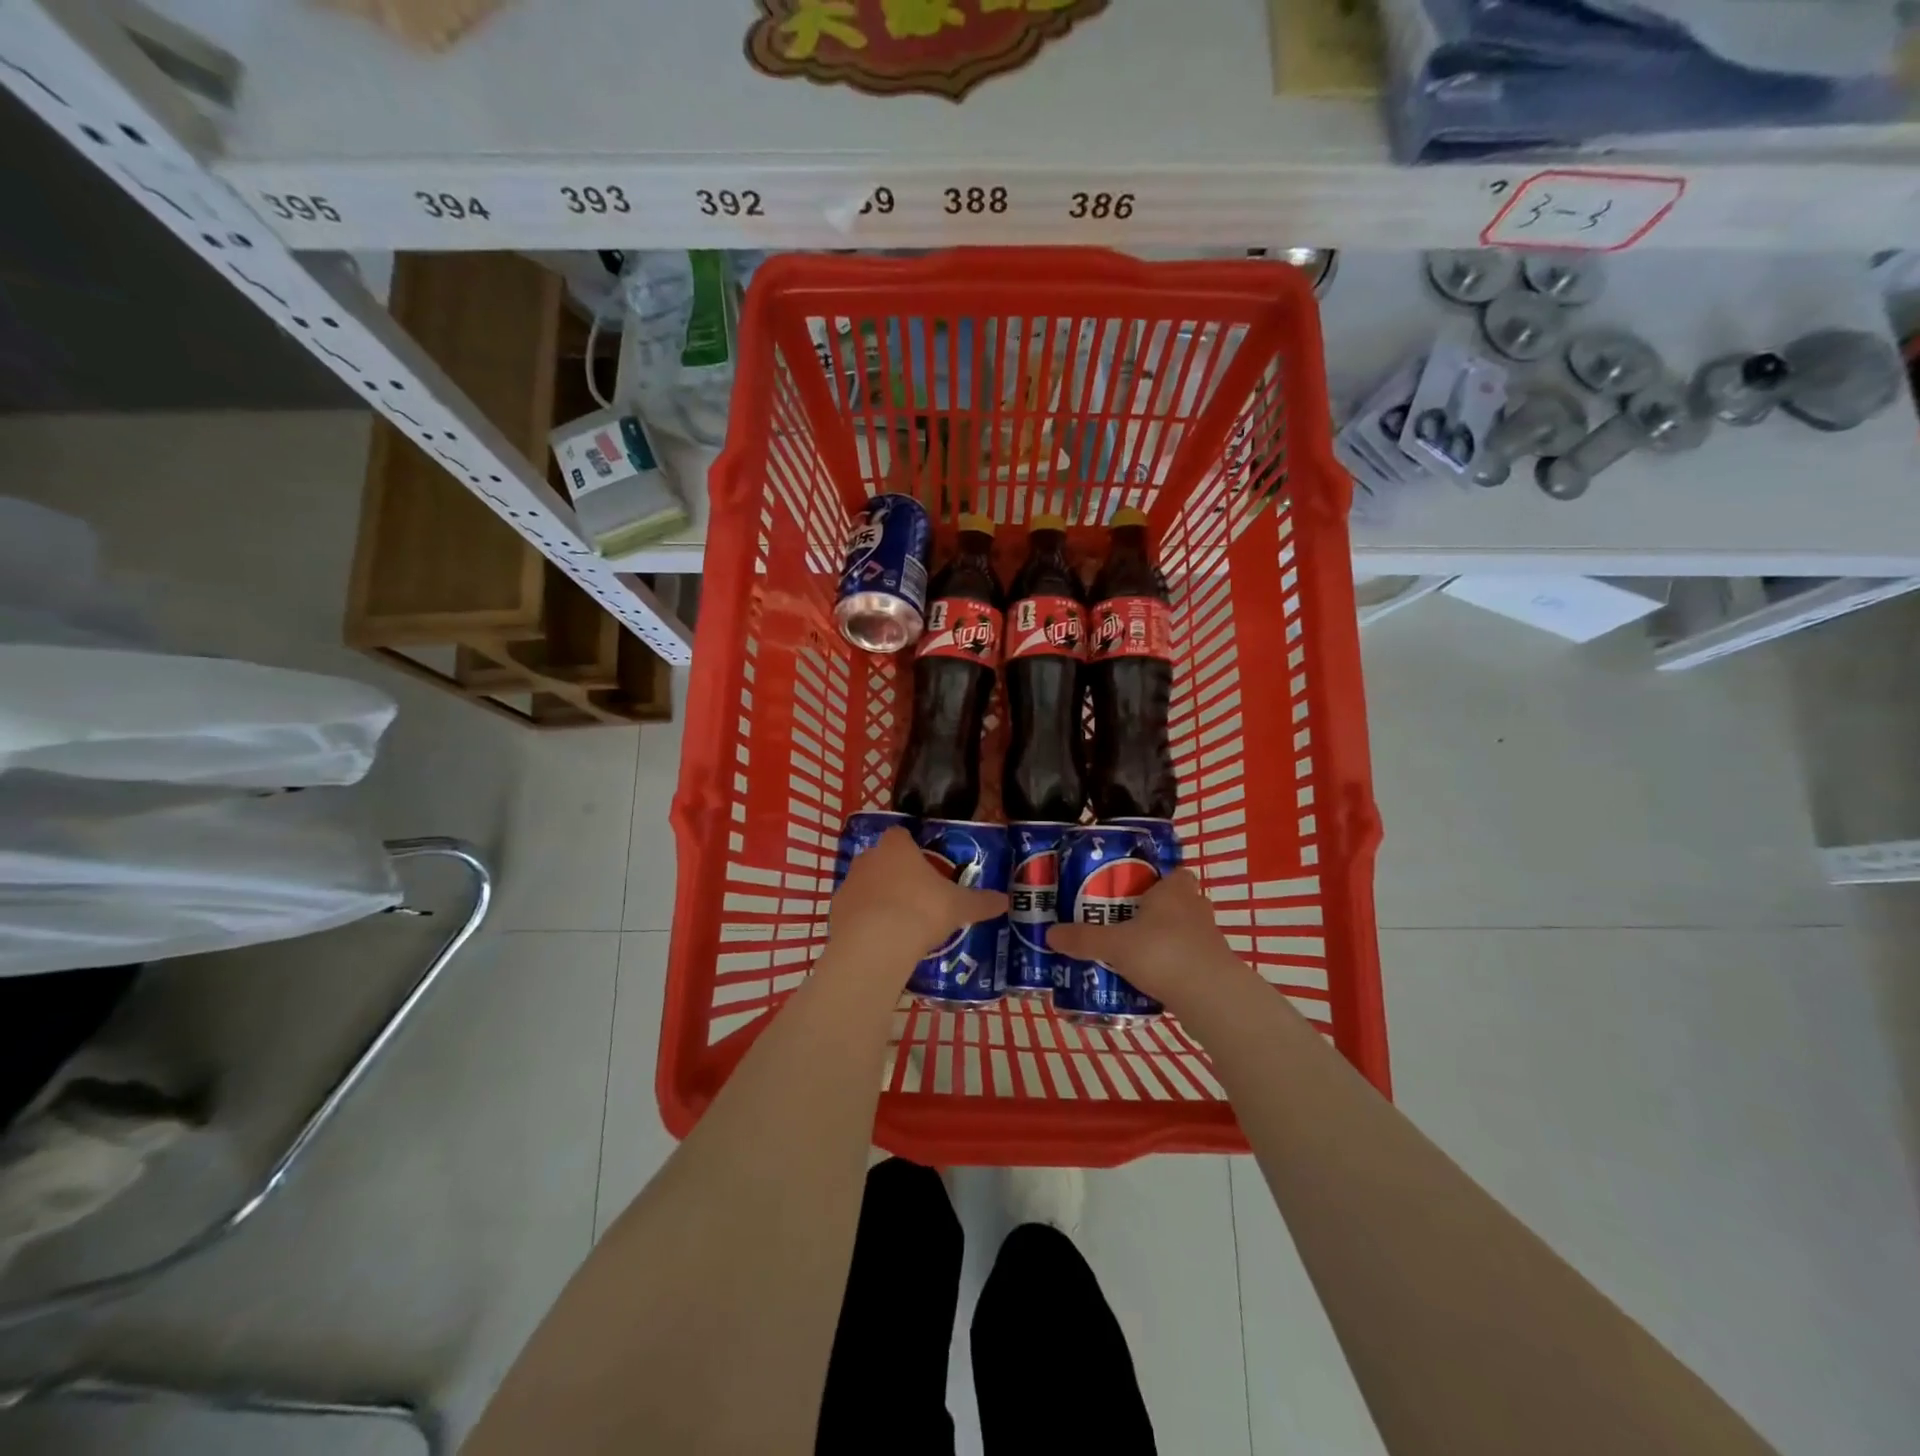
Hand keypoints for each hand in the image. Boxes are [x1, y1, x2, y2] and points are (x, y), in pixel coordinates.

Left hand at [828, 828, 1007, 985]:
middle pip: (882, 858)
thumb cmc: (921, 912)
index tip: (926, 866)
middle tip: (917, 896)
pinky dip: (864, 919)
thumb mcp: (959, 907)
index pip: (902, 835)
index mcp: (897, 847)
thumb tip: (1006, 901)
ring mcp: (848, 883)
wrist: (876, 945)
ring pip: (865, 883)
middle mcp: (869, 858)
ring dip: (878, 896)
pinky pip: (853, 909)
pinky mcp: (835, 911)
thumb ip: (981, 902)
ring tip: (899, 922)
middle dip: (896, 873)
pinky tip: (879, 939)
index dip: (913, 848)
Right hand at [1046, 869, 1240, 1006]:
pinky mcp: (1213, 968)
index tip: (1132, 890)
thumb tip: (1049, 934)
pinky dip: (1172, 965)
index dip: (1156, 879)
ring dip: (1163, 939)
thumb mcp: (1114, 945)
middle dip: (1154, 911)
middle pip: (1175, 902)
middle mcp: (1195, 908)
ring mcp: (1208, 939)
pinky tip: (1150, 978)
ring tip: (1132, 952)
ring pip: (1182, 931)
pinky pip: (1188, 958)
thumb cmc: (1163, 953)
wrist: (1212, 998)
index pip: (1173, 873)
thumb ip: (1083, 939)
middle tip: (1123, 921)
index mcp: (1174, 891)